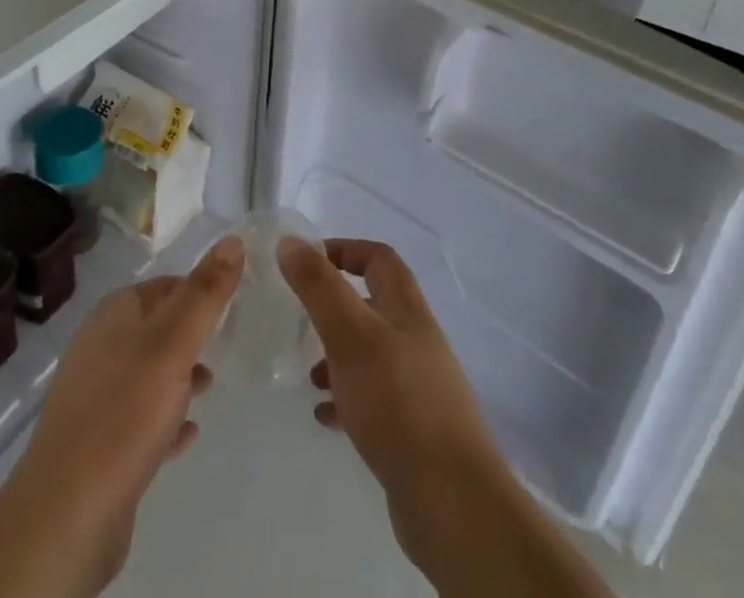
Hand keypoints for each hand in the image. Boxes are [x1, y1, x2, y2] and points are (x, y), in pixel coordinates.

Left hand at [0, 236, 241, 597]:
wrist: (67, 513)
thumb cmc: (124, 413)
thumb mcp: (173, 344)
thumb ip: (204, 294)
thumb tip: (233, 240)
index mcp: (113, 315)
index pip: (162, 286)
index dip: (197, 289)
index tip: (233, 301)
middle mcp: (100, 348)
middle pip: (155, 328)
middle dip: (190, 333)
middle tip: (228, 342)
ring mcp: (97, 397)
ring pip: (148, 374)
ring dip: (179, 376)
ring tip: (212, 385)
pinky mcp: (100, 445)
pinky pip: (141, 421)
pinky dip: (166, 420)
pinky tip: (189, 434)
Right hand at [279, 237, 613, 597]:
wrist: (453, 502)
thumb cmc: (398, 401)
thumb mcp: (349, 333)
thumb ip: (319, 286)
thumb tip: (291, 242)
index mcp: (407, 310)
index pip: (378, 258)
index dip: (344, 250)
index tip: (307, 262)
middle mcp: (417, 341)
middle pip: (374, 306)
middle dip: (335, 308)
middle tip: (302, 321)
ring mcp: (419, 387)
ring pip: (371, 355)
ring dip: (338, 357)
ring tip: (310, 376)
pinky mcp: (415, 431)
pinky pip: (374, 401)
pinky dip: (347, 400)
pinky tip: (326, 417)